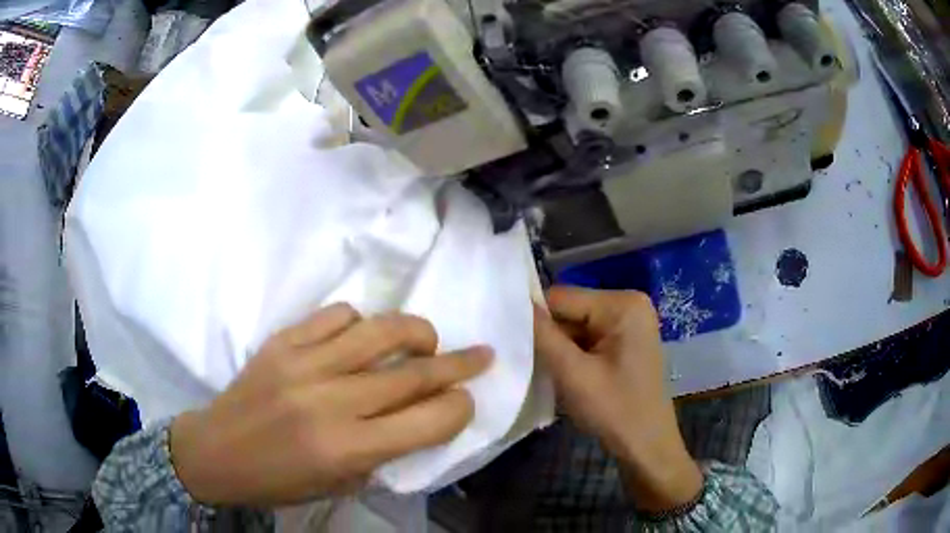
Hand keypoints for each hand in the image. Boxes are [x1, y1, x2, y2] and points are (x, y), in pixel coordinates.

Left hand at [169, 303, 491, 505]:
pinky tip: (361, 338)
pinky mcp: (282, 341)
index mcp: (346, 448)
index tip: (467, 401)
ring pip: (380, 330)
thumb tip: (421, 418)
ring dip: (416, 331)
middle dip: (458, 364)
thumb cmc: (280, 481)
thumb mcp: (340, 485)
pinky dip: (360, 322)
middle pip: (412, 373)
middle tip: (482, 353)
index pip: (427, 421)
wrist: (216, 451)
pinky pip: (336, 316)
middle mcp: (330, 401)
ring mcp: (303, 363)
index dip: (459, 408)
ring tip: (427, 340)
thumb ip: (384, 453)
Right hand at [534, 286, 701, 512]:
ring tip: (545, 370)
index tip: (511, 343)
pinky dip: (572, 354)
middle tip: (527, 362)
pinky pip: (587, 337)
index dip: (534, 318)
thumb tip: (515, 303)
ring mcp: (628, 322)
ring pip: (576, 325)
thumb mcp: (574, 374)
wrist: (647, 445)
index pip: (562, 297)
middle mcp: (628, 304)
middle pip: (570, 310)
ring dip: (559, 347)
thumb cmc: (615, 410)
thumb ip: (543, 336)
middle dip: (549, 335)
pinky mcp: (625, 340)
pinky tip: (565, 373)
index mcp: (622, 304)